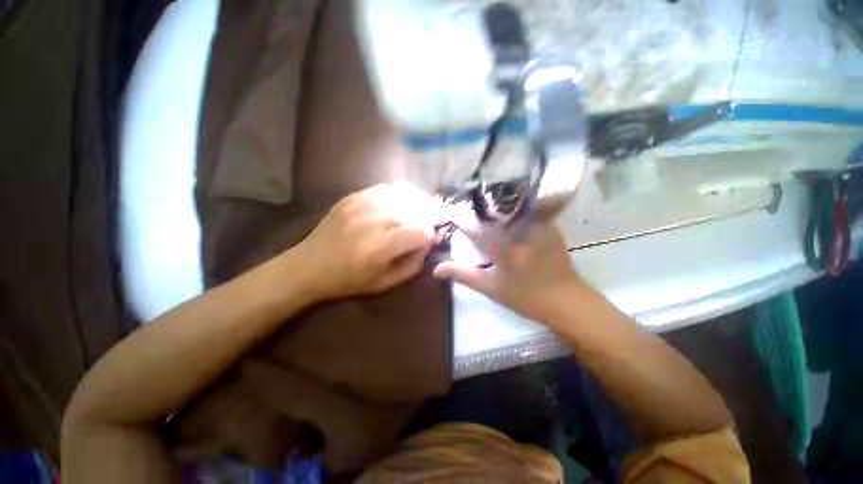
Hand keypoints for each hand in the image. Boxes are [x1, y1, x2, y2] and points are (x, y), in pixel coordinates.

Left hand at [296, 184, 437, 299]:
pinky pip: (386, 189)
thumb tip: (428, 244)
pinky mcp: (353, 197)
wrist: (309, 266)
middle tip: (420, 229)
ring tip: (412, 216)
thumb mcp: (386, 283)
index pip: (421, 230)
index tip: (425, 242)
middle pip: (414, 211)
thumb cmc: (349, 280)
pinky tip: (395, 207)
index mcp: (380, 247)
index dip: (429, 236)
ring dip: (413, 206)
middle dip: (424, 220)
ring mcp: (361, 205)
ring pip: (403, 196)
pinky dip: (397, 197)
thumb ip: (413, 265)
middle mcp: (372, 221)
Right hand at [433, 222, 584, 323]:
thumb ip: (462, 274)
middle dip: (479, 207)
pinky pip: (527, 211)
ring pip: (511, 207)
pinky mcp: (549, 226)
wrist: (566, 301)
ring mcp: (538, 224)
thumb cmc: (525, 296)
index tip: (451, 213)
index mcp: (503, 243)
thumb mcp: (490, 287)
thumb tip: (436, 269)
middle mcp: (519, 228)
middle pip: (493, 209)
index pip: (474, 224)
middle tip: (468, 207)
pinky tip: (508, 216)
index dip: (460, 218)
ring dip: (497, 206)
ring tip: (485, 207)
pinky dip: (514, 211)